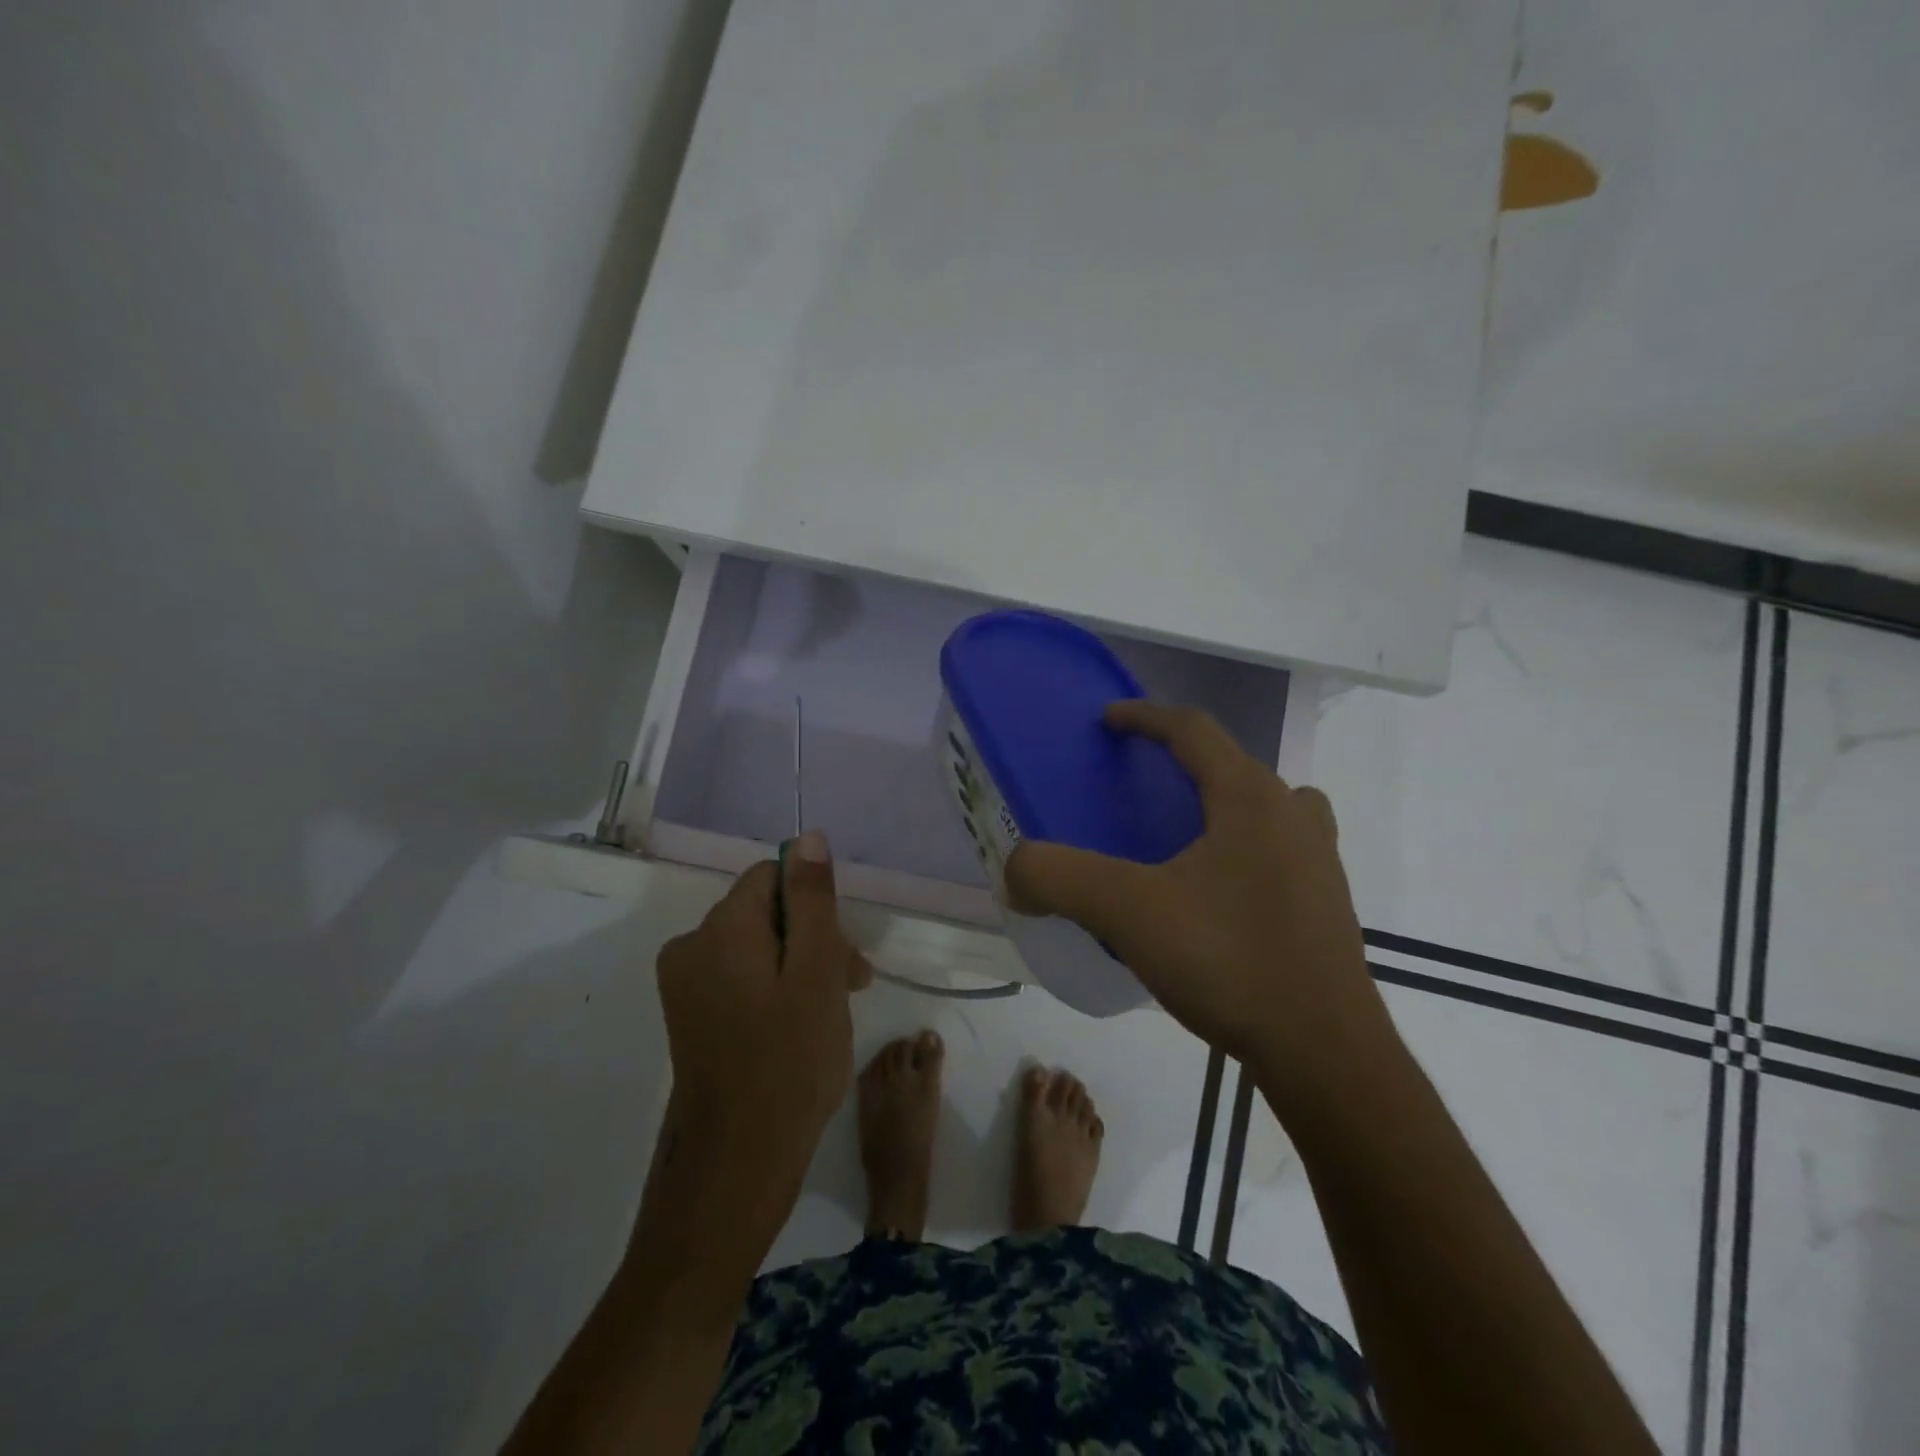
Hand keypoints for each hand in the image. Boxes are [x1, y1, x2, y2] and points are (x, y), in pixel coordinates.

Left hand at [655, 832, 870, 1212]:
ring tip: (829, 1015)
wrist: (735, 1166)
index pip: (775, 876)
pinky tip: (797, 1028)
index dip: (817, 907)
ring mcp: (685, 983)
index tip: (844, 956)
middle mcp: (691, 944)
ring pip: (758, 946)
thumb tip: (808, 837)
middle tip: (850, 989)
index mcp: (720, 927)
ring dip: (799, 967)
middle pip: (767, 912)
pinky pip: (741, 977)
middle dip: (813, 939)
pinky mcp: (689, 1015)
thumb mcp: (816, 972)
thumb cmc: (789, 1063)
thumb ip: (813, 900)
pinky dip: (774, 990)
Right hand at [1004, 702, 1393, 1107]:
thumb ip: (1060, 879)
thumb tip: (1014, 871)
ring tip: (1181, 831)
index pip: (1193, 730)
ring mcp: (1320, 859)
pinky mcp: (1328, 902)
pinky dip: (1243, 844)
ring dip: (1221, 800)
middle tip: (1139, 781)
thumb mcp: (1129, 914)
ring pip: (1264, 804)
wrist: (1326, 1053)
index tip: (1109, 719)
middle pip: (1231, 763)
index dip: (1145, 716)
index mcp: (1250, 798)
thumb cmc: (1230, 962)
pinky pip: (1279, 846)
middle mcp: (1292, 814)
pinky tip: (1215, 891)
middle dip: (1182, 760)